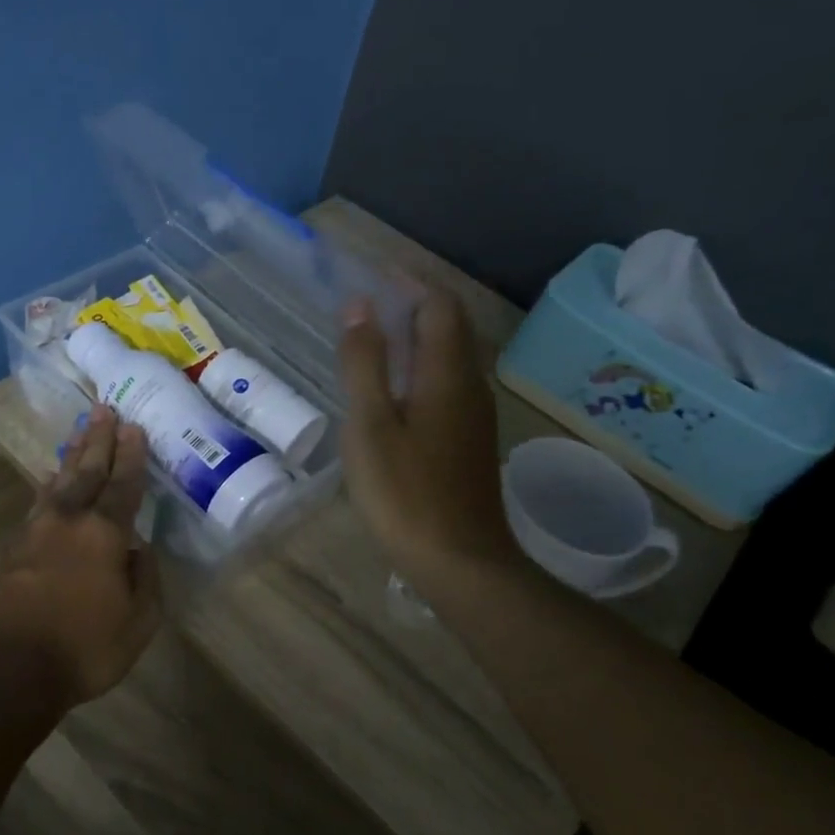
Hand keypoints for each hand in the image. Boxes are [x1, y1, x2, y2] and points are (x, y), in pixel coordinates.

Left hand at [0, 406, 162, 713]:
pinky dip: (48, 486)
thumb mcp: (138, 623)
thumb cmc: (82, 649)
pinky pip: (37, 504)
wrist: (5, 669)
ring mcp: (34, 531)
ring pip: (57, 482)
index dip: (131, 456)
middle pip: (86, 471)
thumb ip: (145, 580)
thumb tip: (141, 550)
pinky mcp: (11, 548)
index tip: (134, 428)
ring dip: (72, 456)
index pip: (123, 485)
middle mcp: (68, 521)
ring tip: (80, 433)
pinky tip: (49, 481)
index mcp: (104, 534)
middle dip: (99, 440)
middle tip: (104, 410)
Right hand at [338, 288, 516, 594]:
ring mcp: (474, 415)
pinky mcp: (470, 440)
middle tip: (370, 303)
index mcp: (447, 373)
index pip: (439, 304)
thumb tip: (359, 305)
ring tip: (375, 339)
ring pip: (451, 356)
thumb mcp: (370, 425)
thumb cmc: (404, 492)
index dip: (409, 282)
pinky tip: (394, 389)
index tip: (373, 273)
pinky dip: (421, 367)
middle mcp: (470, 384)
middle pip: (451, 326)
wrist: (459, 561)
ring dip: (418, 336)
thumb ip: (364, 363)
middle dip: (414, 304)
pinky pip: (448, 383)